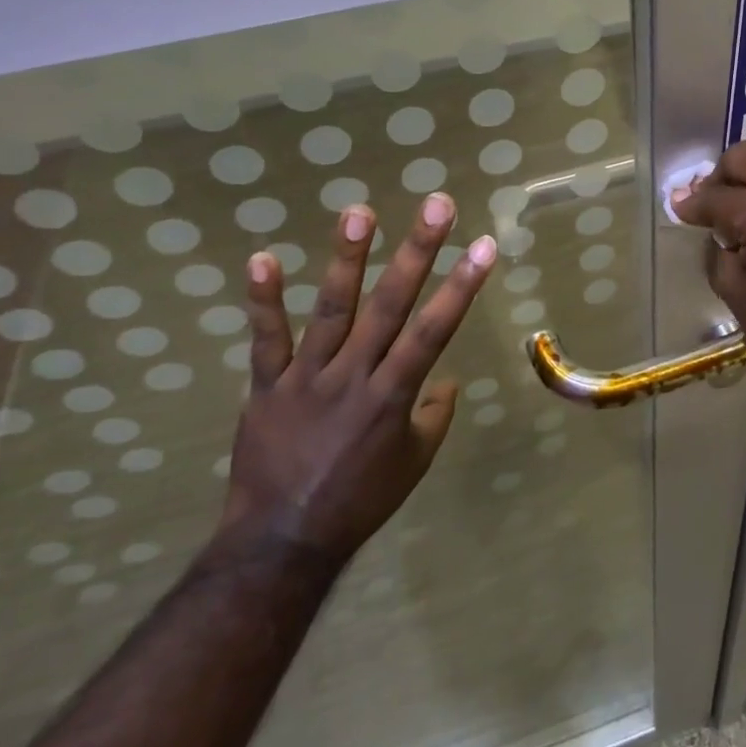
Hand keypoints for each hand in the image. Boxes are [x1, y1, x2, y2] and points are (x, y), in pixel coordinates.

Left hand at [220, 194, 496, 564]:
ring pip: (333, 309)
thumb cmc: (359, 501)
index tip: (483, 245)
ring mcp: (308, 376)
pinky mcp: (268, 384)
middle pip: (392, 304)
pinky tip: (262, 257)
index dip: (462, 286)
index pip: (435, 330)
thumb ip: (433, 417)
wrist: (282, 541)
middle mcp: (355, 375)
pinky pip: (266, 338)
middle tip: (437, 205)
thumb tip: (444, 380)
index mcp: (394, 395)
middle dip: (418, 252)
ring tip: (360, 211)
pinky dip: (263, 299)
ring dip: (347, 259)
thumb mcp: (413, 464)